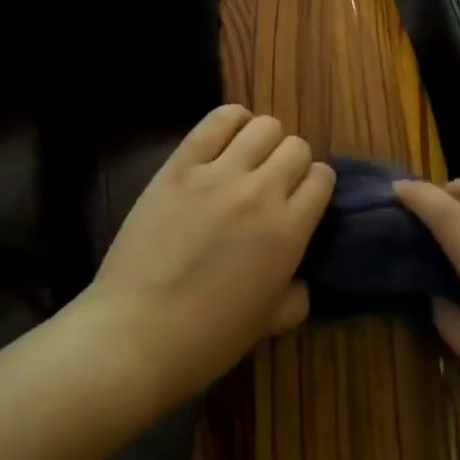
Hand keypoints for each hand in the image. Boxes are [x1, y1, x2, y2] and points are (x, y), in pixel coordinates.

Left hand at [85, 105, 333, 410]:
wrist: (137, 334)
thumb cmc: (207, 339)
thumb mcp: (269, 324)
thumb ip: (295, 296)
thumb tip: (301, 277)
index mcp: (289, 231)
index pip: (322, 178)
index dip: (314, 186)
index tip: (300, 199)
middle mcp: (261, 192)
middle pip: (296, 146)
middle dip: (291, 162)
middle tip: (272, 183)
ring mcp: (218, 174)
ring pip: (263, 126)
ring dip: (263, 140)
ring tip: (248, 158)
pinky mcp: (180, 165)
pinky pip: (217, 120)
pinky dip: (231, 120)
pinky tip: (227, 137)